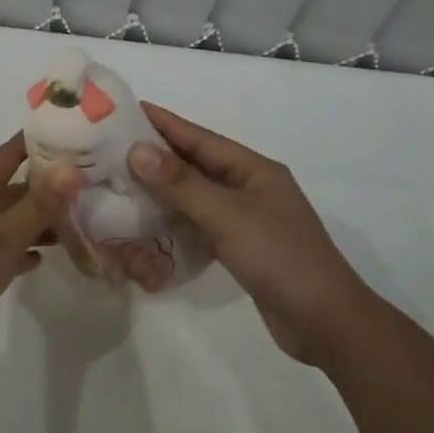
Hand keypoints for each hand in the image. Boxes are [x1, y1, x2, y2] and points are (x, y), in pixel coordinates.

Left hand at [0, 132, 79, 359]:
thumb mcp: (5, 237)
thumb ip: (40, 204)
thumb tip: (72, 165)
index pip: (13, 150)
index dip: (42, 140)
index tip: (77, 135)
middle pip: (14, 183)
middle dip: (49, 183)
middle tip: (89, 184)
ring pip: (9, 216)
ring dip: (38, 218)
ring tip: (76, 223)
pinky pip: (0, 245)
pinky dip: (20, 247)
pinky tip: (40, 259)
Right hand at [126, 105, 366, 363]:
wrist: (326, 322)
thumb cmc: (279, 258)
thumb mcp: (228, 216)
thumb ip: (181, 184)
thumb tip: (136, 149)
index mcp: (253, 169)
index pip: (198, 137)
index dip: (161, 122)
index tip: (122, 110)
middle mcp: (249, 187)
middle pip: (195, 164)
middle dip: (155, 155)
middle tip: (108, 148)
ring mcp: (246, 219)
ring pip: (195, 195)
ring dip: (161, 189)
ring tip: (119, 182)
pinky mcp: (241, 248)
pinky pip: (199, 223)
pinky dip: (174, 220)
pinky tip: (147, 222)